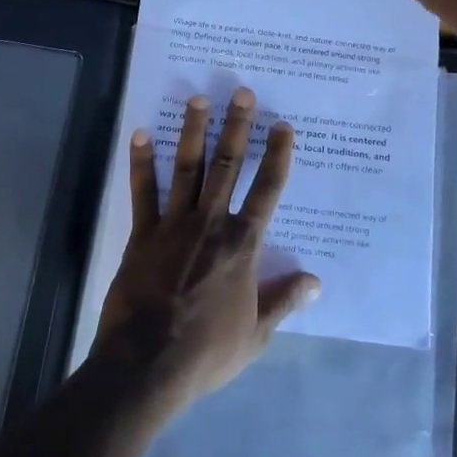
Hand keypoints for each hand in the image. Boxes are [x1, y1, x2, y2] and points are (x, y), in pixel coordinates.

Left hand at [93, 88, 320, 412]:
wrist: (148, 363)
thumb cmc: (207, 351)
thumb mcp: (256, 334)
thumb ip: (284, 301)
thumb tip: (316, 281)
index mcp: (242, 245)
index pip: (267, 191)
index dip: (277, 157)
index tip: (282, 127)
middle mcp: (211, 223)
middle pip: (228, 166)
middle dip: (237, 128)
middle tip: (241, 92)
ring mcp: (174, 224)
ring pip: (188, 168)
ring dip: (193, 132)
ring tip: (197, 99)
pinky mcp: (143, 233)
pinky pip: (143, 191)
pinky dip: (141, 162)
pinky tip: (140, 134)